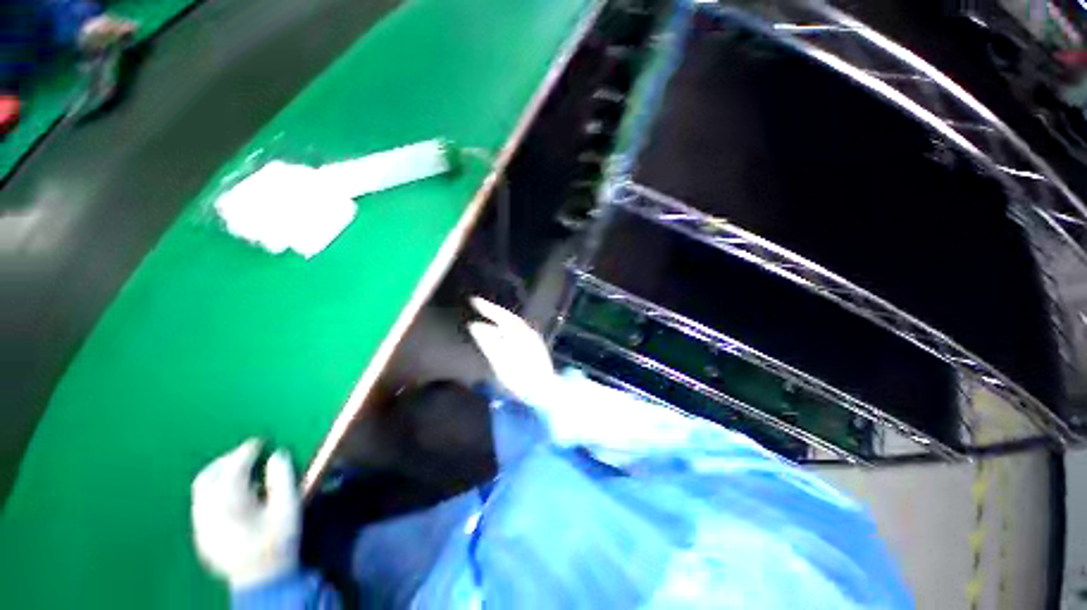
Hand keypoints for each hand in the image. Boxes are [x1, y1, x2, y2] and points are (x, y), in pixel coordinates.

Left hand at [191, 439, 300, 589]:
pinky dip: (215, 490)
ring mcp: (201, 526)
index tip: (259, 441)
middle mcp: (207, 514)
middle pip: (207, 477)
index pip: (232, 470)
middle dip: (226, 460)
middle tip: (247, 452)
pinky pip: (202, 504)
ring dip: (219, 474)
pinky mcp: (201, 535)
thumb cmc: (278, 542)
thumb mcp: (288, 508)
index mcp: (229, 506)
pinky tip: (234, 494)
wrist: (262, 581)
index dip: (245, 452)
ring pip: (201, 491)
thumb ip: (282, 478)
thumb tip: (278, 454)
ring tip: (241, 469)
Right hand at [467, 297, 558, 407]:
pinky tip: (503, 334)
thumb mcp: (500, 361)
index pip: (501, 315)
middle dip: (494, 311)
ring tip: (488, 317)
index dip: (487, 307)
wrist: (545, 391)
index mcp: (518, 333)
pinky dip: (507, 328)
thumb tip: (475, 325)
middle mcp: (527, 332)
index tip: (473, 300)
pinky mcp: (535, 348)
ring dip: (501, 319)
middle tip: (479, 305)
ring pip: (514, 324)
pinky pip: (518, 331)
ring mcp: (532, 340)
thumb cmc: (520, 377)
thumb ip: (488, 341)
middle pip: (509, 318)